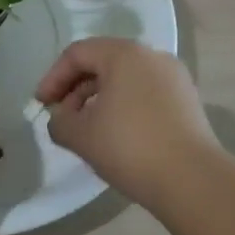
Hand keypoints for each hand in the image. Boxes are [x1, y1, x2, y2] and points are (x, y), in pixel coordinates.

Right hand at [36, 39, 217, 208]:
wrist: (192, 180)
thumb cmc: (129, 147)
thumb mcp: (79, 135)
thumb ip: (59, 122)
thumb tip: (62, 120)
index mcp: (124, 54)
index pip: (77, 54)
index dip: (53, 77)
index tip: (42, 105)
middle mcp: (152, 57)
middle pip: (102, 62)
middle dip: (75, 88)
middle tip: (62, 117)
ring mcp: (174, 78)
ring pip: (125, 79)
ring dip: (98, 99)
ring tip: (87, 129)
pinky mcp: (187, 102)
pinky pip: (144, 93)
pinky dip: (123, 106)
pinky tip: (116, 135)